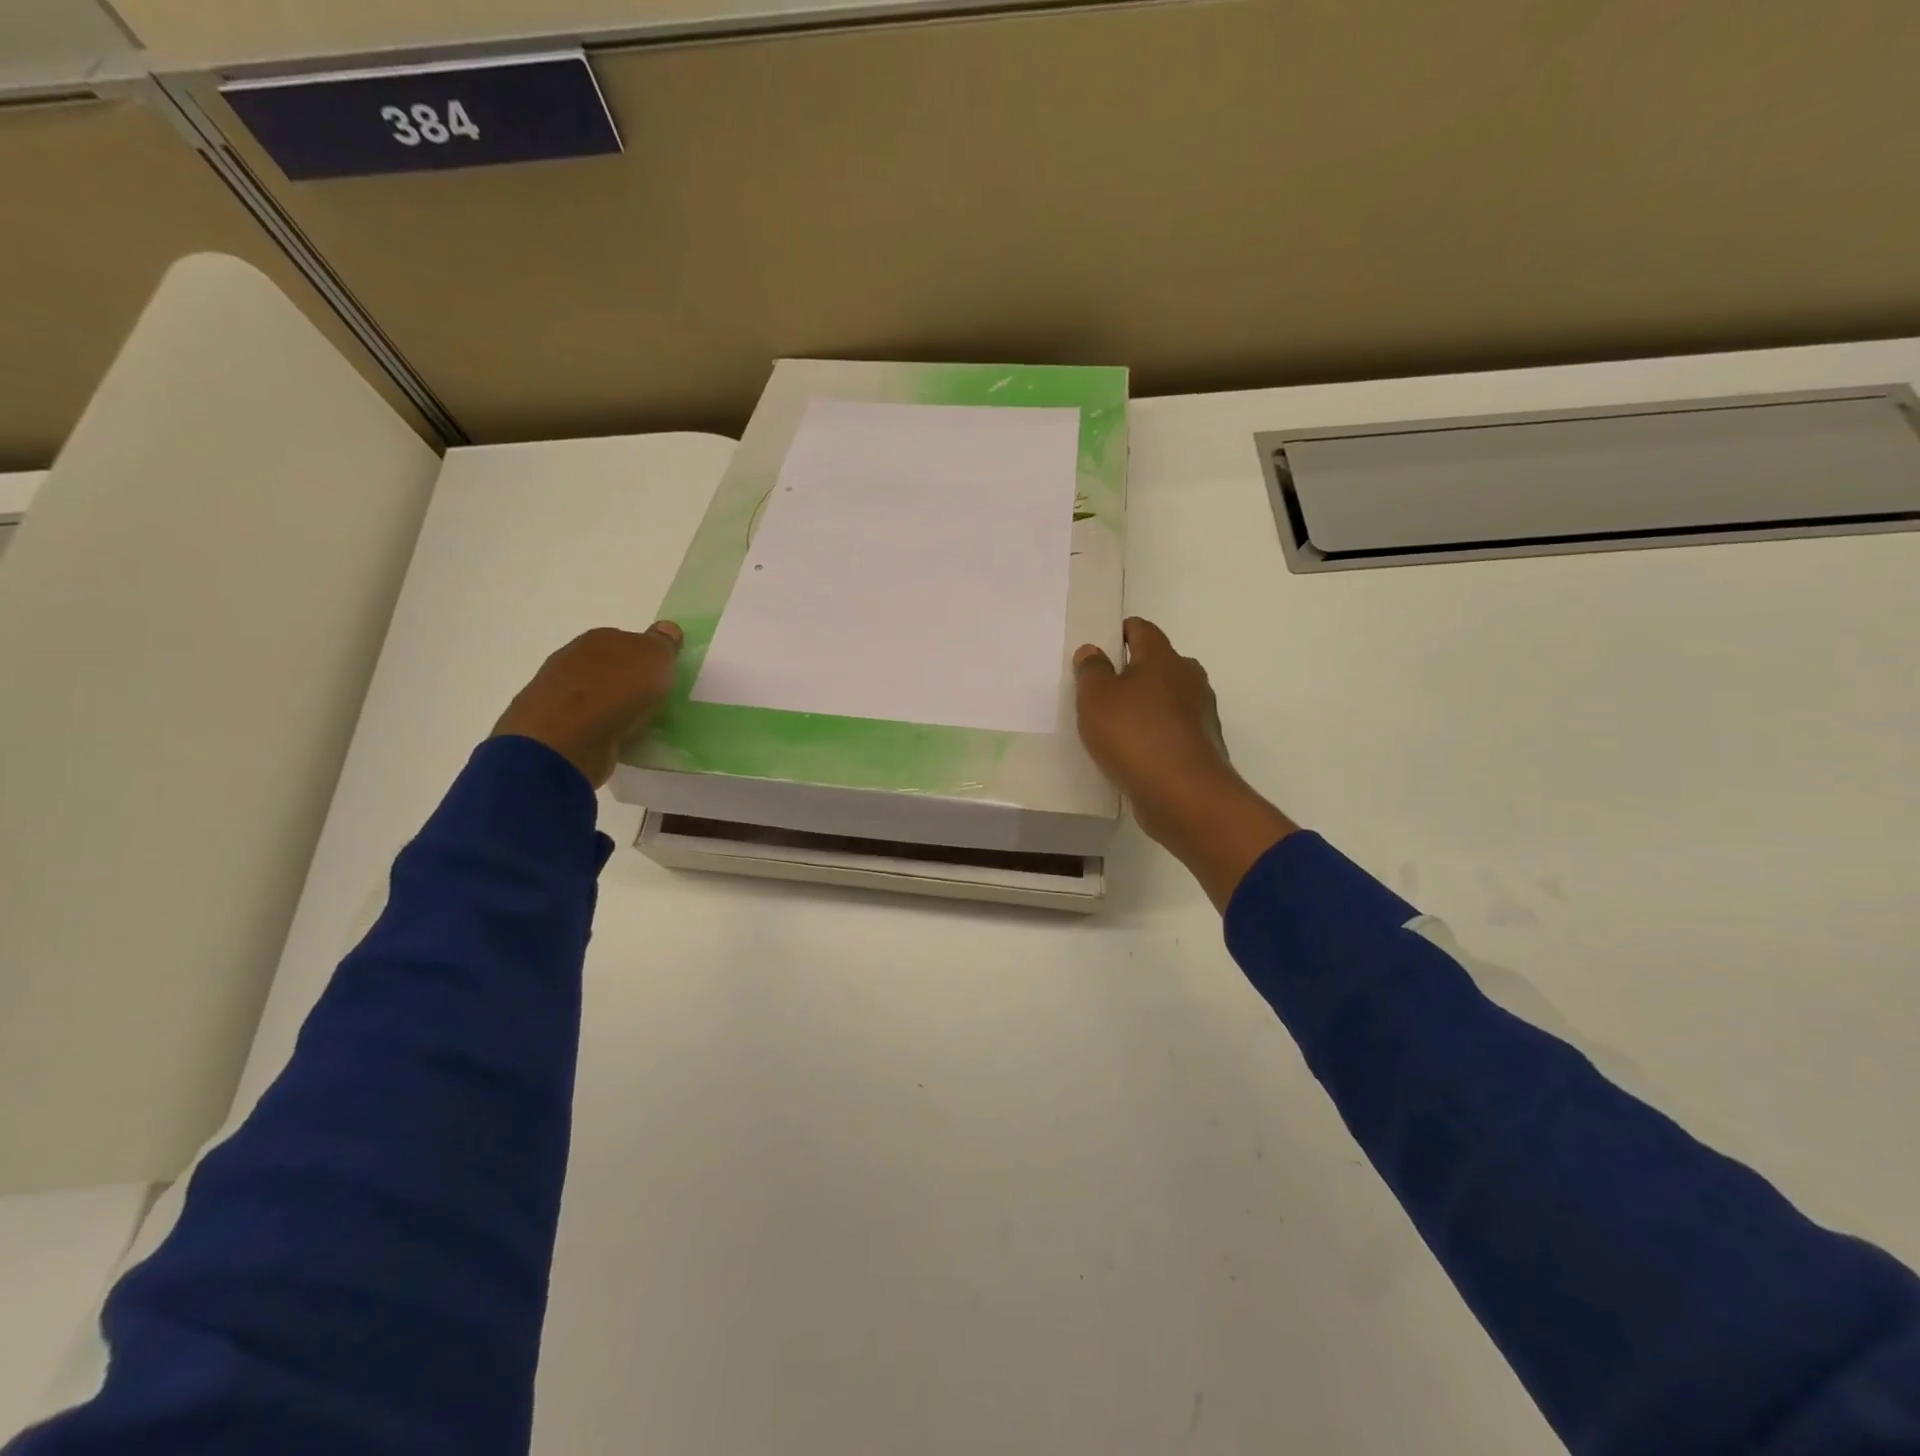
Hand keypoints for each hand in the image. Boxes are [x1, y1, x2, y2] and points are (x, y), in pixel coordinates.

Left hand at [491, 623, 681, 788]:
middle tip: (651, 702)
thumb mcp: (655, 658)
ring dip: (611, 706)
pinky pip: (584, 722)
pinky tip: (612, 740)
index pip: (627, 641)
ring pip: (594, 694)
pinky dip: (598, 728)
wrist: (566, 738)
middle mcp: (572, 657)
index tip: (662, 676)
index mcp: (599, 638)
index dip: (646, 657)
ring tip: (634, 725)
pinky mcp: (551, 725)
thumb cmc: (617, 690)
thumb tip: (667, 629)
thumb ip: (662, 643)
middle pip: (609, 666)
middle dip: (627, 681)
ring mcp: (557, 691)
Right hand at [1074, 617, 1296, 908]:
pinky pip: (1173, 730)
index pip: (1142, 630)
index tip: (1101, 646)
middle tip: (1103, 690)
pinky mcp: (1202, 746)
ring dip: (1146, 706)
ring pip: (1168, 699)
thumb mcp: (1096, 698)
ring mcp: (1200, 714)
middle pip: (1159, 664)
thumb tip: (1093, 650)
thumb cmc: (1134, 735)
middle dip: (1134, 672)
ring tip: (1115, 725)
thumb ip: (1091, 671)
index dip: (1121, 632)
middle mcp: (1189, 679)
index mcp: (1164, 658)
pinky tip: (1134, 753)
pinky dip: (1155, 734)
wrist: (1183, 795)